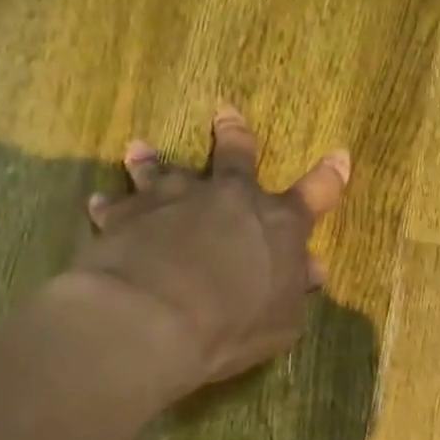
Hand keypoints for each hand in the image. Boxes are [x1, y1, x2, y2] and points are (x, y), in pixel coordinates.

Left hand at [70, 106, 349, 391]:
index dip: (330, 177)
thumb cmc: (232, 326)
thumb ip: (294, 290)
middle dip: (235, 134)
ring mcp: (176, 199)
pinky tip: (99, 205)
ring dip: (153, 161)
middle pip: (237, 156)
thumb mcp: (281, 321)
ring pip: (165, 170)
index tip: (339, 156)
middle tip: (225, 113)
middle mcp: (229, 199)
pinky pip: (117, 205)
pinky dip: (111, 206)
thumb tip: (311, 269)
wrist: (154, 320)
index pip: (316, 194)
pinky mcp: (128, 214)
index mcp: (278, 224)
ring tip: (139, 149)